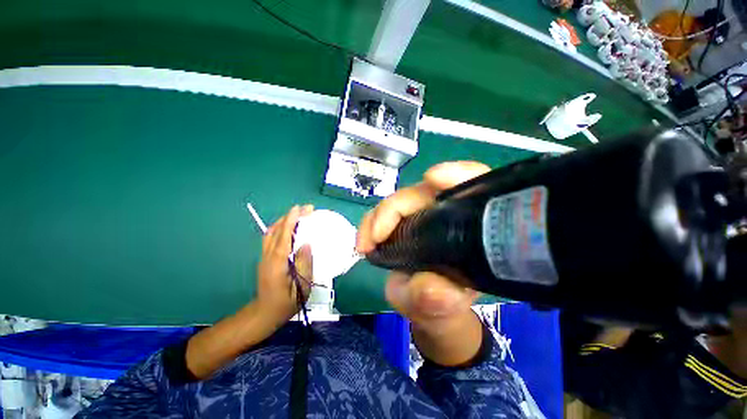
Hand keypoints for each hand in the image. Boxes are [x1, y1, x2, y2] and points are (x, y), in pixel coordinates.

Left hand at [257, 204, 313, 326]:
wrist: (265, 314)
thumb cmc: (286, 303)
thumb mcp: (301, 288)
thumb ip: (304, 265)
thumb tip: (307, 244)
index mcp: (277, 264)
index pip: (283, 238)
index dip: (291, 222)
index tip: (299, 209)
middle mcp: (268, 257)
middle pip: (275, 231)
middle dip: (290, 217)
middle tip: (307, 209)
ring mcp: (264, 257)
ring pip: (271, 232)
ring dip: (284, 220)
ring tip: (300, 214)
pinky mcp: (266, 258)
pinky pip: (271, 237)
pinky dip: (281, 227)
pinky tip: (291, 227)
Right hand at [357, 162, 490, 364]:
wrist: (428, 309)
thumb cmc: (441, 306)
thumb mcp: (442, 308)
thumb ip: (440, 302)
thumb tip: (434, 290)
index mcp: (470, 229)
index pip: (475, 188)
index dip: (458, 174)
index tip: (433, 178)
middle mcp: (449, 215)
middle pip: (423, 192)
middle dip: (394, 208)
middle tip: (373, 238)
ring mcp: (424, 215)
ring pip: (400, 200)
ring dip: (378, 217)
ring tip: (365, 244)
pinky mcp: (405, 221)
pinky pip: (386, 212)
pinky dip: (372, 222)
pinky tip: (366, 240)